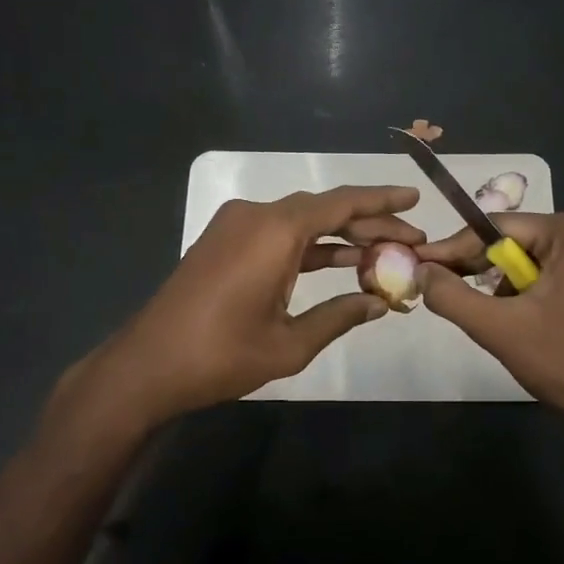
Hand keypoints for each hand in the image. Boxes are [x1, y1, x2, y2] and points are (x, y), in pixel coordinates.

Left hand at [61, 185, 424, 428]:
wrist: (148, 365)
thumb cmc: (221, 355)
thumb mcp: (289, 343)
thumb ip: (339, 316)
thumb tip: (380, 303)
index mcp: (275, 231)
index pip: (341, 204)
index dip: (382, 200)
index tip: (416, 199)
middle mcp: (256, 215)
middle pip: (324, 209)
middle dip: (369, 223)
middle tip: (411, 238)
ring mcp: (236, 226)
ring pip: (302, 220)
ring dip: (340, 236)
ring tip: (385, 252)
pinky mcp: (225, 241)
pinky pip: (278, 233)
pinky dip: (309, 246)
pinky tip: (340, 262)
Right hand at [415, 212, 563, 431]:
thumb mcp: (499, 328)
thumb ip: (452, 295)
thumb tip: (420, 270)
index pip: (496, 227)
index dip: (453, 247)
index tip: (418, 261)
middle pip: (513, 242)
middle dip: (476, 267)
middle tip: (437, 287)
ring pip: (527, 261)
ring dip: (499, 285)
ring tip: (479, 312)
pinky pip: (547, 275)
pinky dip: (523, 294)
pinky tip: (513, 320)